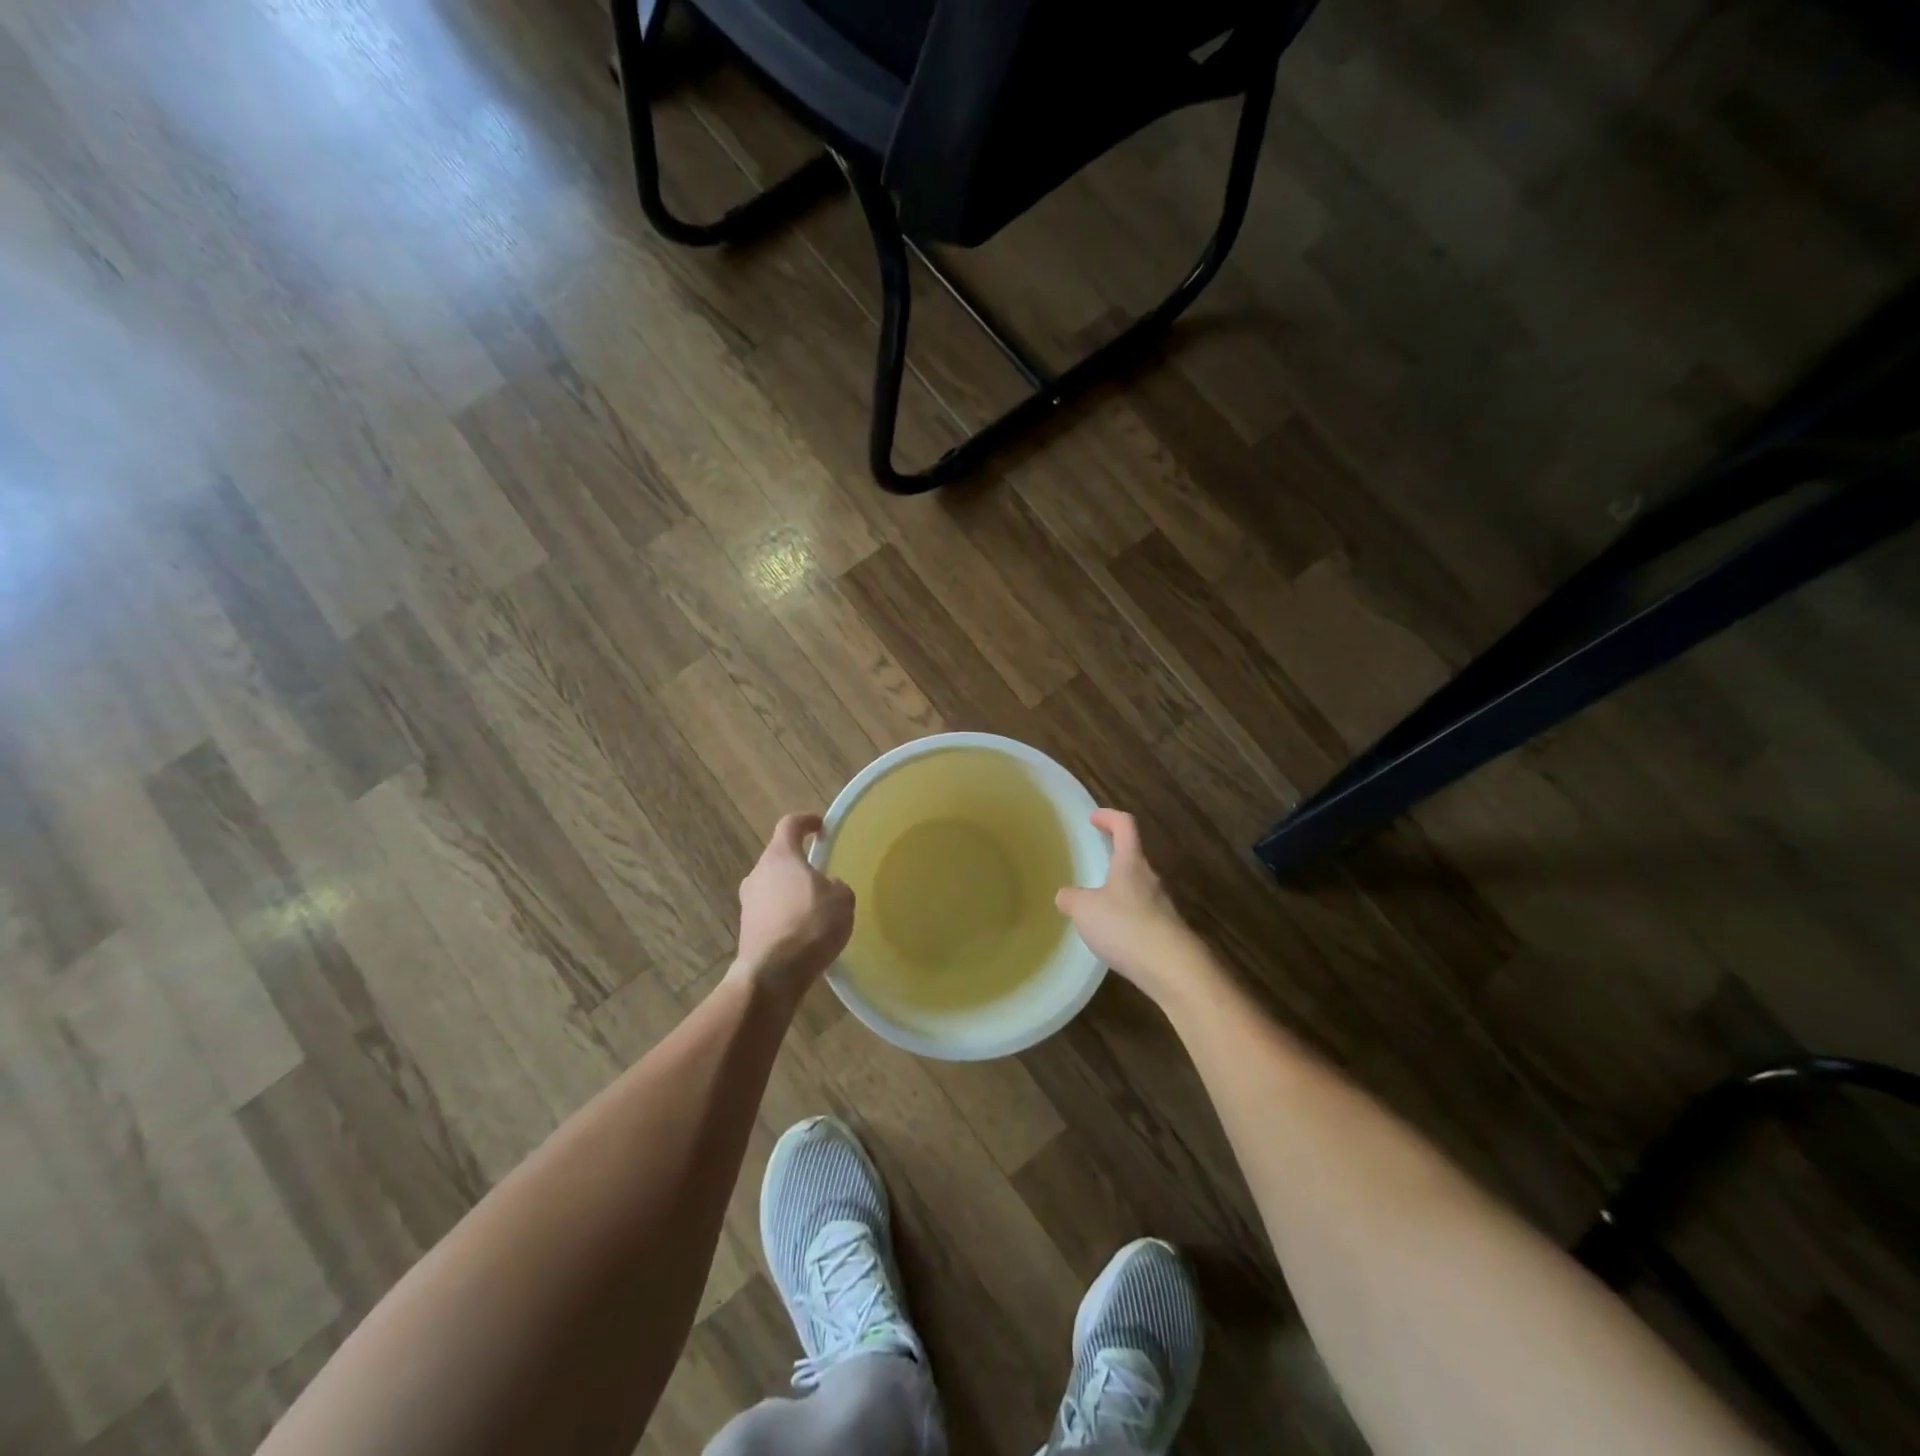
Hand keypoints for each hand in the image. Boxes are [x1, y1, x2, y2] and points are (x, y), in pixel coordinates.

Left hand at [732, 813, 854, 1002]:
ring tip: (815, 909)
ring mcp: (748, 903)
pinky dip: (786, 916)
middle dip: (799, 863)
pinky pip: (771, 913)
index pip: (790, 825)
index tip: (821, 826)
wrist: (773, 973)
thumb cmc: (810, 924)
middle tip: (821, 875)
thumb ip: (836, 885)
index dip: (807, 821)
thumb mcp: (842, 899)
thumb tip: (826, 887)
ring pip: (773, 887)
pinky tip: (804, 933)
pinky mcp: (747, 929)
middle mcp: (758, 874)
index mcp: (780, 856)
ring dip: (791, 892)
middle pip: (779, 858)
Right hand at [1056, 808, 1205, 1005]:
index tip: (1093, 818)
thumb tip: (1066, 895)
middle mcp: (1150, 878)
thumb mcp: (1085, 910)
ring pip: (1139, 888)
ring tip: (1098, 905)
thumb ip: (1072, 899)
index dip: (1108, 817)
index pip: (1124, 826)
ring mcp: (1162, 906)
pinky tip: (1114, 936)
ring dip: (1120, 890)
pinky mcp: (1167, 932)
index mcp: (1130, 862)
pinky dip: (1127, 918)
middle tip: (1095, 862)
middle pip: (1133, 857)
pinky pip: (1143, 916)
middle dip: (1114, 856)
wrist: (1172, 968)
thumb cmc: (1125, 926)